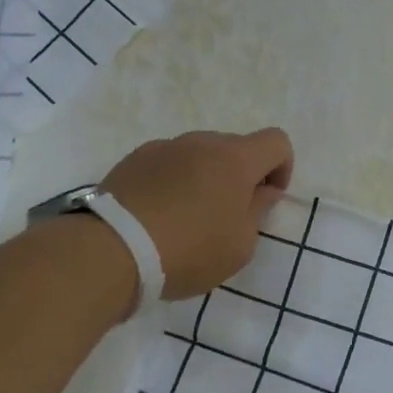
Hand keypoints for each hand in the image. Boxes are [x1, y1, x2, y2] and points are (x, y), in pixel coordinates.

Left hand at [103, 128, 293, 300]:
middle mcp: (200, 143)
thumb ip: (258, 212)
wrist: (111, 251)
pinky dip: (173, 183)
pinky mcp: (133, 160)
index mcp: (235, 159)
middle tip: (228, 216)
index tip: (267, 199)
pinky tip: (160, 216)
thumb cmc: (189, 251)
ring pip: (199, 155)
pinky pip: (168, 165)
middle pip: (235, 147)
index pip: (276, 142)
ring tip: (189, 219)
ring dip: (205, 178)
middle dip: (241, 176)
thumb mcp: (240, 246)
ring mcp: (163, 148)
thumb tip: (261, 191)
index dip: (281, 168)